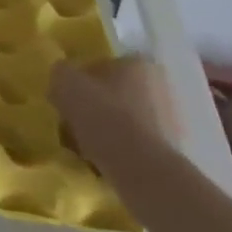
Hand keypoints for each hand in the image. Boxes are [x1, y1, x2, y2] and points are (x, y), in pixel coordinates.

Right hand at [51, 56, 176, 159]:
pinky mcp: (170, 150)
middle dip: (95, 106)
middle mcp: (160, 86)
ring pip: (125, 119)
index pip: (103, 64)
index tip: (67, 97)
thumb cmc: (102, 115)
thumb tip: (62, 76)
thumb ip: (61, 73)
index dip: (81, 80)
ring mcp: (169, 120)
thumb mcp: (66, 84)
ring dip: (106, 129)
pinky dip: (118, 149)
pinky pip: (134, 143)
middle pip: (116, 93)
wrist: (139, 167)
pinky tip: (100, 160)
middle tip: (73, 121)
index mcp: (138, 64)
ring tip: (83, 146)